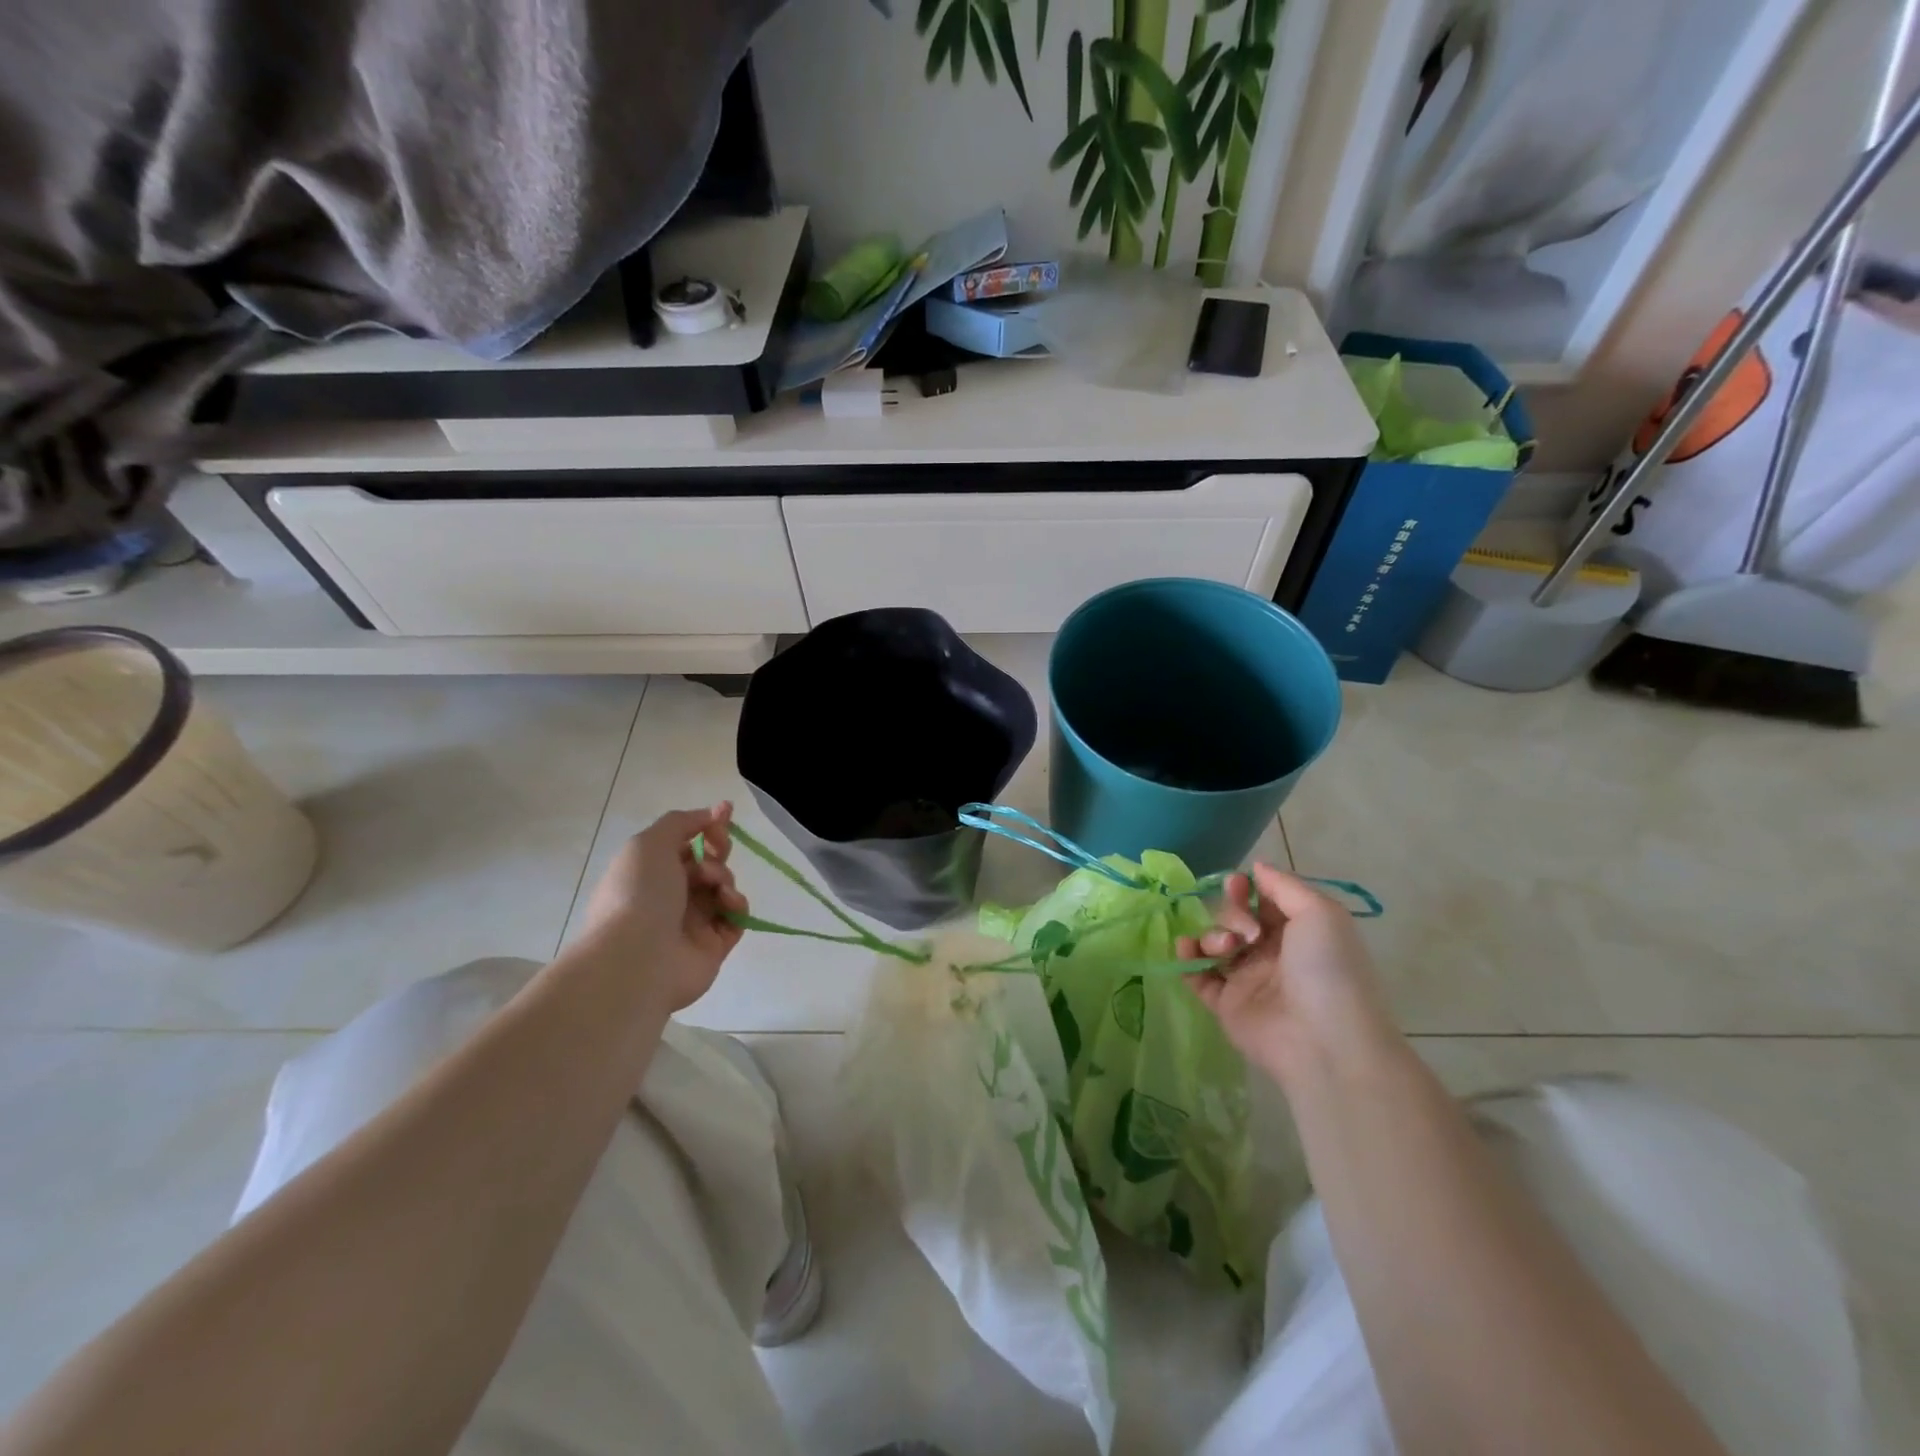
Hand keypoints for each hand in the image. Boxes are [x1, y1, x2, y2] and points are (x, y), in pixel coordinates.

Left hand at [578, 803, 748, 1012]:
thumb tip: (711, 814)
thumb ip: (681, 822)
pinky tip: (726, 902)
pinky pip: (735, 917)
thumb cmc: (637, 893)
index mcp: (649, 872)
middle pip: (707, 863)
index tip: (725, 811)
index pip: (684, 843)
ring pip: (723, 887)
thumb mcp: (649, 843)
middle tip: (718, 850)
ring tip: (714, 884)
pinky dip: (736, 904)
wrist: (636, 959)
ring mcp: (692, 922)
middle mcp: (669, 896)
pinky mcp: (714, 946)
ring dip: (724, 876)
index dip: (706, 825)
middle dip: (718, 850)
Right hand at [1177, 863, 1400, 1093]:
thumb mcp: (1320, 913)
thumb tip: (1255, 868)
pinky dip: (1187, 959)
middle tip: (1246, 931)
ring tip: (1225, 950)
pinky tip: (1185, 949)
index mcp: (1299, 933)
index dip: (1247, 889)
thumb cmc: (1327, 969)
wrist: (1324, 1040)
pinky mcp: (1226, 1005)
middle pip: (1235, 919)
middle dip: (1231, 913)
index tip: (1236, 884)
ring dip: (1212, 935)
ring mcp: (1248, 980)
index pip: (1263, 901)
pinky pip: (1197, 975)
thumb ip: (1284, 885)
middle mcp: (1272, 954)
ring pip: (1215, 943)